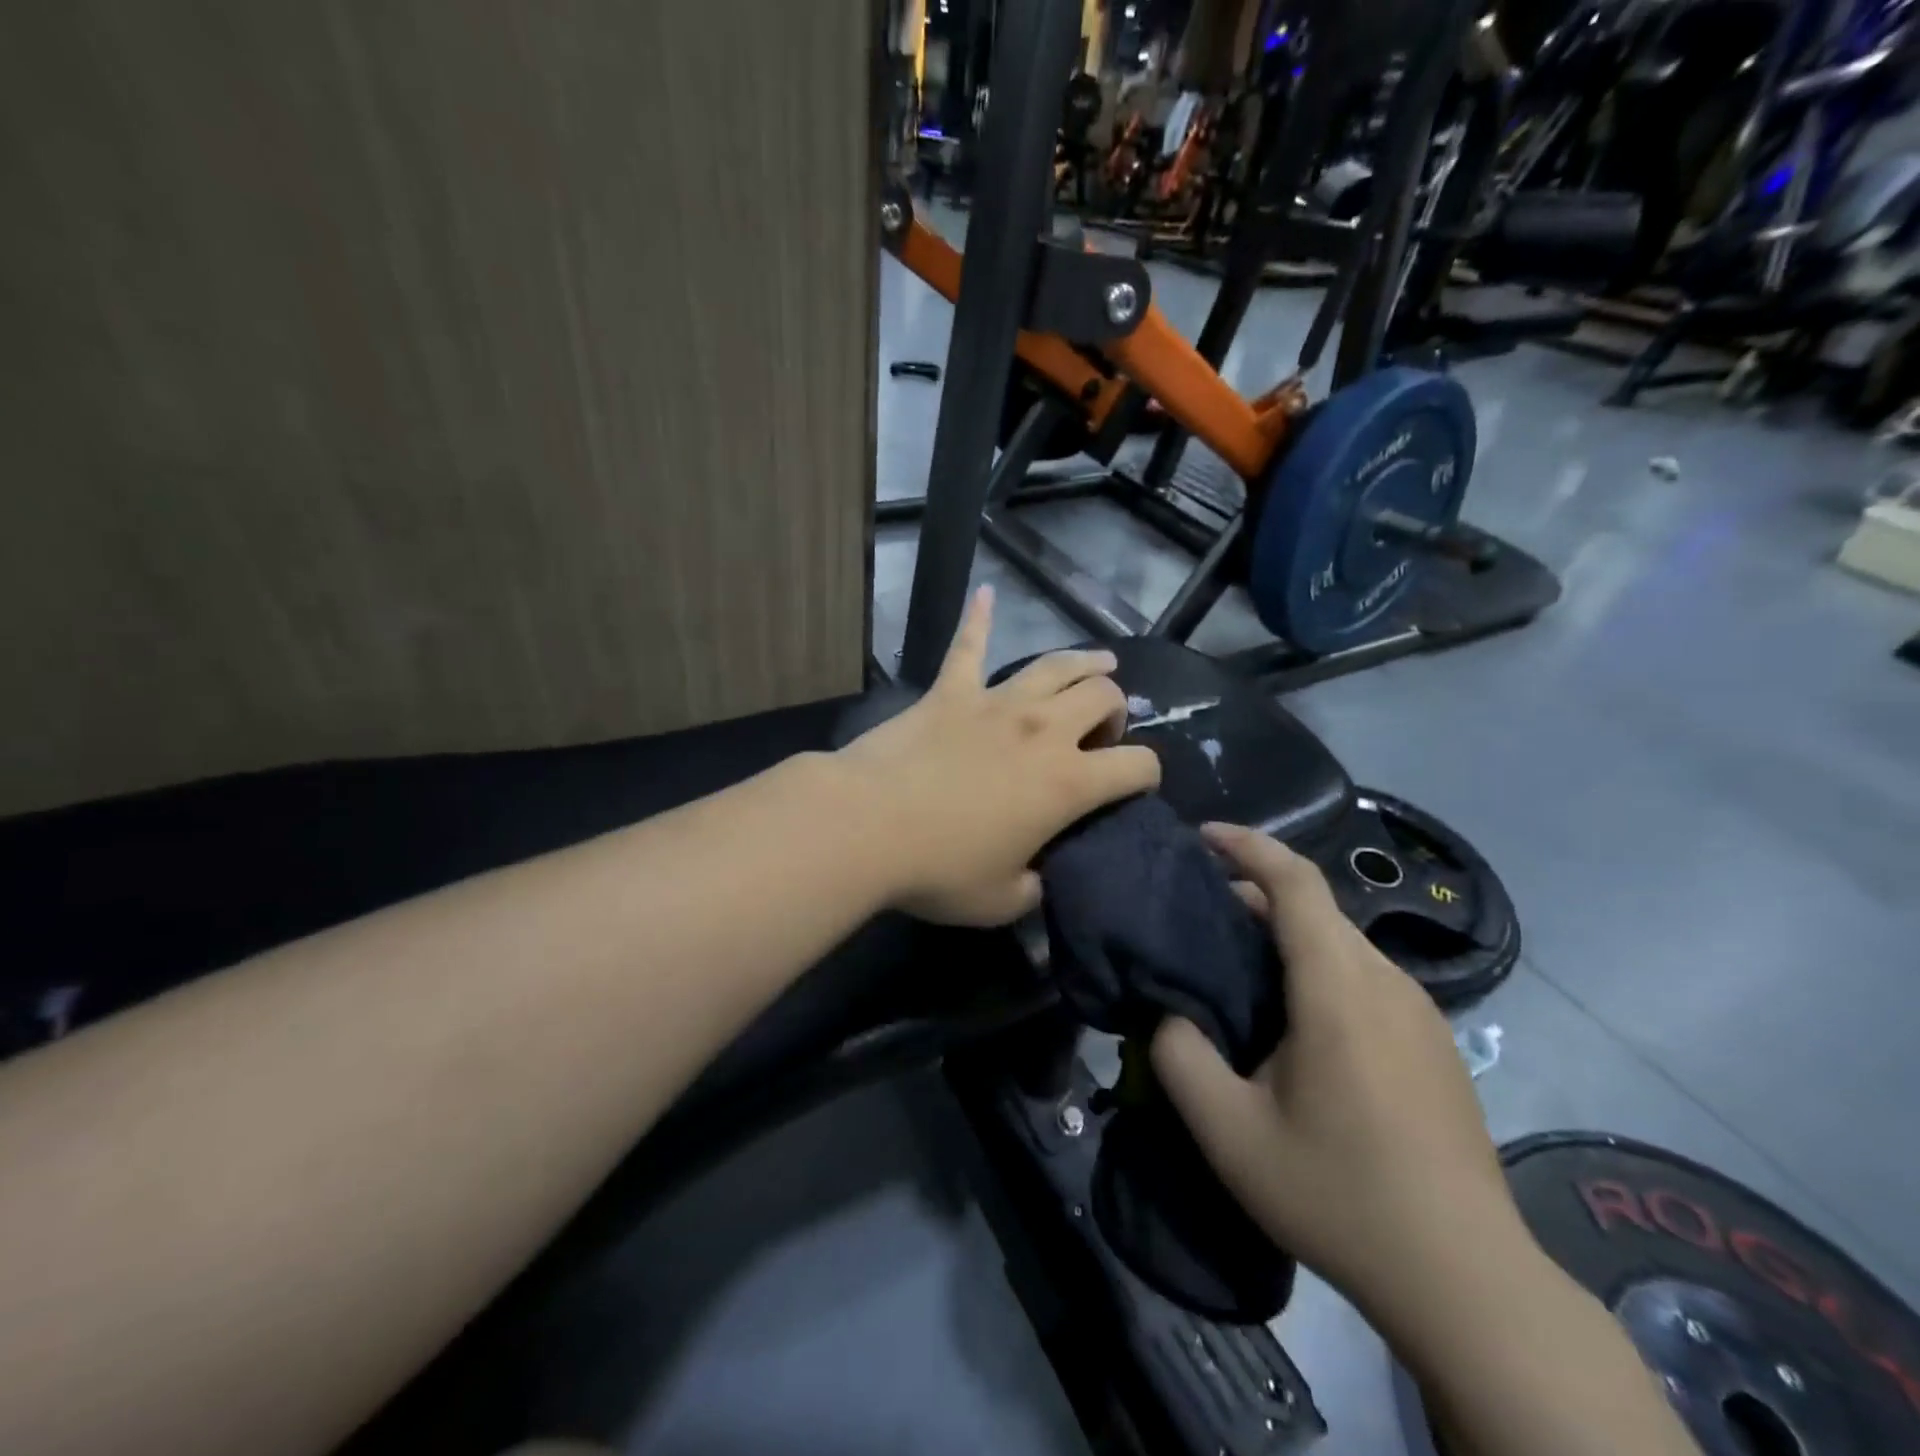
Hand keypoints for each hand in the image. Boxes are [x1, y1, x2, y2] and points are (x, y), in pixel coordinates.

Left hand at [838, 586, 1160, 925]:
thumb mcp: (1001, 900)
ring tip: (1101, 663)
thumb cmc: (938, 869)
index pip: (1137, 766)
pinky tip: (985, 592)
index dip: (1148, 774)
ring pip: (1054, 665)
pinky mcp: (948, 692)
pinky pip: (968, 647)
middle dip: (1115, 712)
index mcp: (1066, 783)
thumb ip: (1033, 888)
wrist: (866, 825)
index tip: (1137, 783)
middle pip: (1102, 698)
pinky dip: (978, 619)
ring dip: (1084, 662)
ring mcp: (994, 703)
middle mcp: (1042, 731)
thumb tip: (1037, 878)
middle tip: (1100, 733)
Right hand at [1150, 823, 1528, 1313]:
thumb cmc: (1338, 1193)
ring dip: (1287, 934)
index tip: (1202, 836)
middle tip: (1200, 916)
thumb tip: (1168, 1012)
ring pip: (1342, 943)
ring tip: (1238, 967)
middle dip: (1254, 894)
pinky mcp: (1435, 1044)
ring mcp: (1420, 1013)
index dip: (1247, 845)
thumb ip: (1179, 1057)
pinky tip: (1295, 1020)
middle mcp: (1386, 982)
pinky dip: (1318, 967)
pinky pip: (1365, 978)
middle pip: (1316, 908)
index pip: (1295, 881)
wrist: (1467, 1280)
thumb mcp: (1229, 1132)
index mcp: (1338, 986)